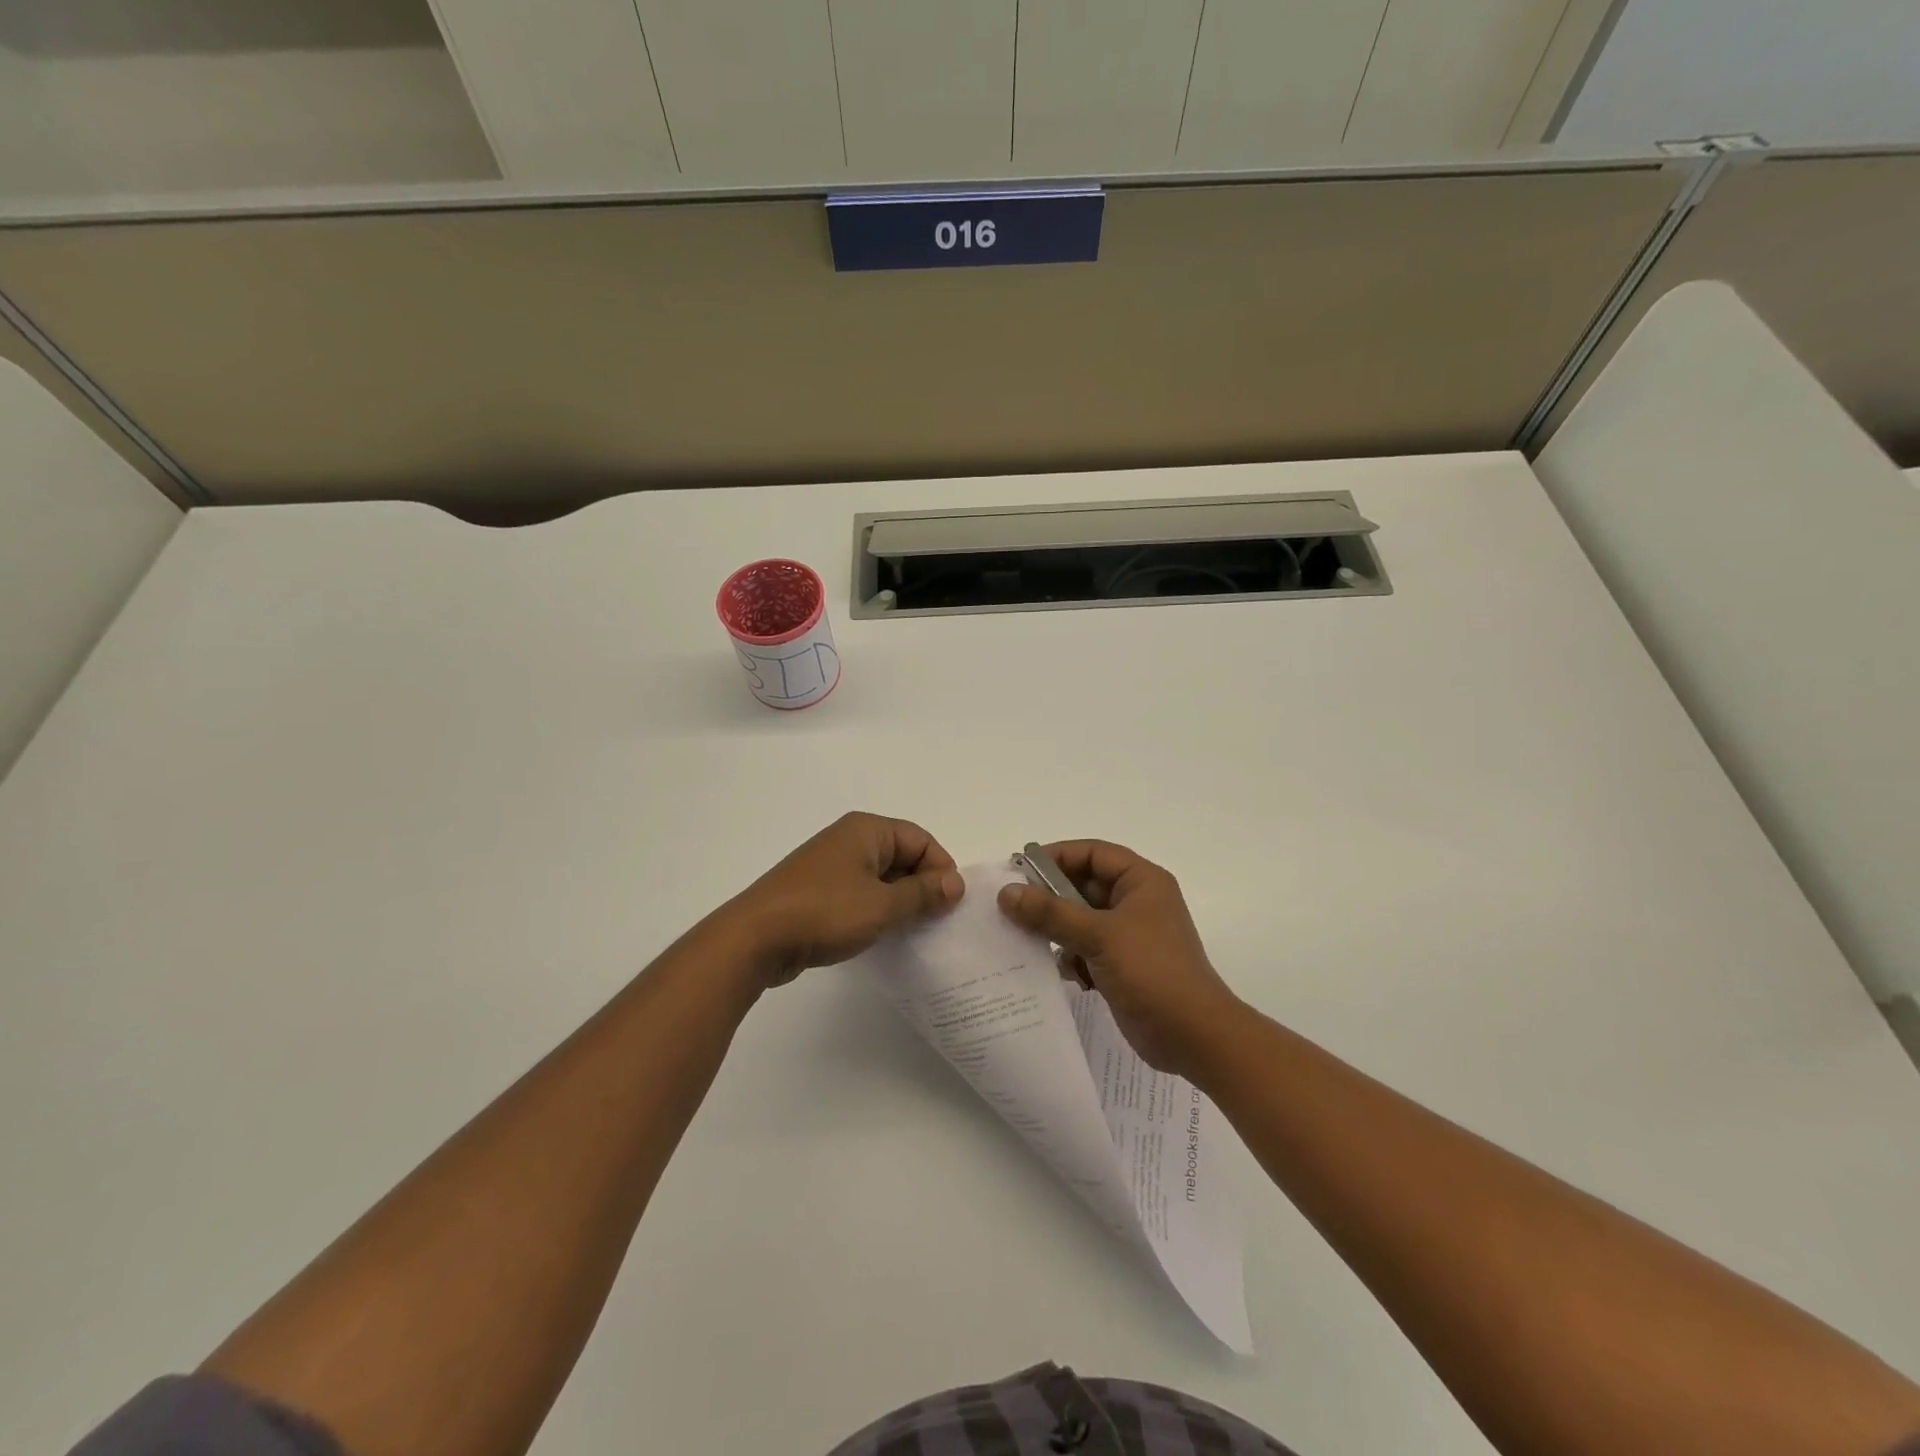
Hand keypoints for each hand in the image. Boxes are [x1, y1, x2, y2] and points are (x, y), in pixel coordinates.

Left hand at [729, 813, 964, 985]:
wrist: (755, 939)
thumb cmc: (824, 912)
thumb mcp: (882, 905)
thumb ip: (922, 894)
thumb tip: (956, 883)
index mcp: (866, 830)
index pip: (920, 839)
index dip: (940, 868)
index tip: (949, 904)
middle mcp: (848, 840)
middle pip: (901, 855)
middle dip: (921, 885)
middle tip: (935, 920)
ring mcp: (830, 866)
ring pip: (880, 877)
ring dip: (899, 901)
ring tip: (911, 931)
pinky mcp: (817, 891)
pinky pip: (859, 893)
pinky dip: (875, 909)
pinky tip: (881, 935)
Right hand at [997, 841, 1244, 1078]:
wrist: (1193, 1036)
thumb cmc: (1152, 972)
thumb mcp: (1099, 935)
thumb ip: (1051, 912)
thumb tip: (1007, 892)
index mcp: (1141, 882)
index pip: (1092, 853)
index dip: (1056, 856)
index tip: (1020, 870)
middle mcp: (1135, 902)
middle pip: (1083, 885)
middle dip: (1050, 897)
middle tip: (1011, 907)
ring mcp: (1128, 935)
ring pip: (1080, 919)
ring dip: (1056, 929)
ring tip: (1027, 940)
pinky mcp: (1121, 965)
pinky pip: (1085, 948)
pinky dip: (1070, 956)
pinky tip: (1061, 972)